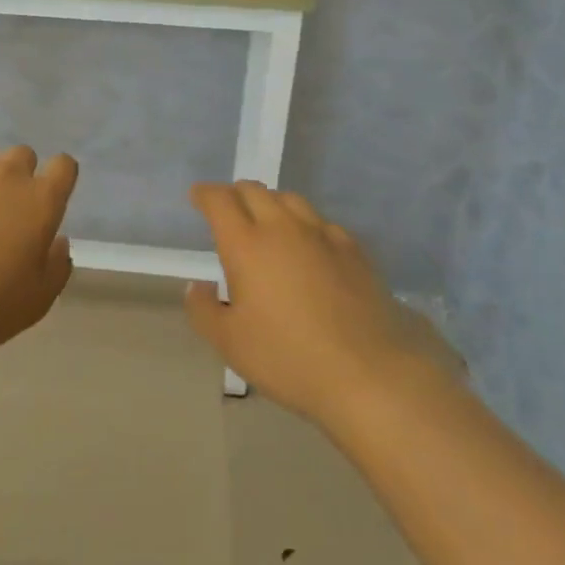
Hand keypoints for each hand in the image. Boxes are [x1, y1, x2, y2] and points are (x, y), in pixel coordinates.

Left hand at [0, 145, 77, 357]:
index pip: (64, 166)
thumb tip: (58, 241)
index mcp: (41, 200)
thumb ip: (57, 264)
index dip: (59, 177)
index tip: (49, 198)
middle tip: (6, 209)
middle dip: (20, 175)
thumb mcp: (39, 298)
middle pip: (23, 155)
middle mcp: (6, 175)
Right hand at [185, 181, 460, 423]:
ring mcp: (322, 235)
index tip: (197, 197)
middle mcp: (283, 228)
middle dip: (235, 193)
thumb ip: (204, 310)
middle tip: (227, 210)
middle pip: (255, 191)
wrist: (367, 373)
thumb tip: (198, 286)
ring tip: (265, 221)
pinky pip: (321, 221)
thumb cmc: (287, 358)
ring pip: (290, 199)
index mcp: (246, 245)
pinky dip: (304, 223)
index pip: (220, 201)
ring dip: (270, 202)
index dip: (205, 194)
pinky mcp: (353, 250)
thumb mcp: (229, 343)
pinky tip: (307, 244)